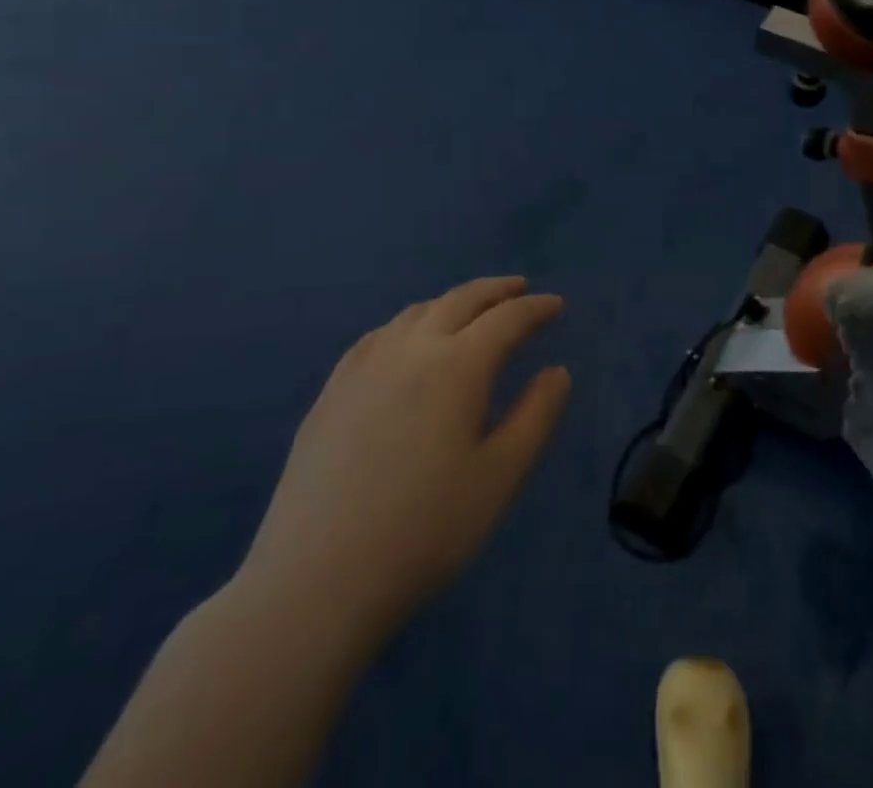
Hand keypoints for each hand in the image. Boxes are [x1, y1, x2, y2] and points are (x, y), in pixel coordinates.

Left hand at [235, 277, 569, 655]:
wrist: (315, 582)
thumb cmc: (424, 532)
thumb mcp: (499, 478)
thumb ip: (536, 417)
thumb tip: (557, 372)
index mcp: (458, 366)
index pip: (507, 319)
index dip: (536, 309)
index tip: (556, 305)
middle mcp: (411, 350)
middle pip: (460, 301)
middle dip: (496, 291)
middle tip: (520, 289)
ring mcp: (364, 367)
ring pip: (417, 312)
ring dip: (452, 303)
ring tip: (471, 311)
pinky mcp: (332, 392)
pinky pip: (379, 336)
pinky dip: (409, 323)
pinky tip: (407, 340)